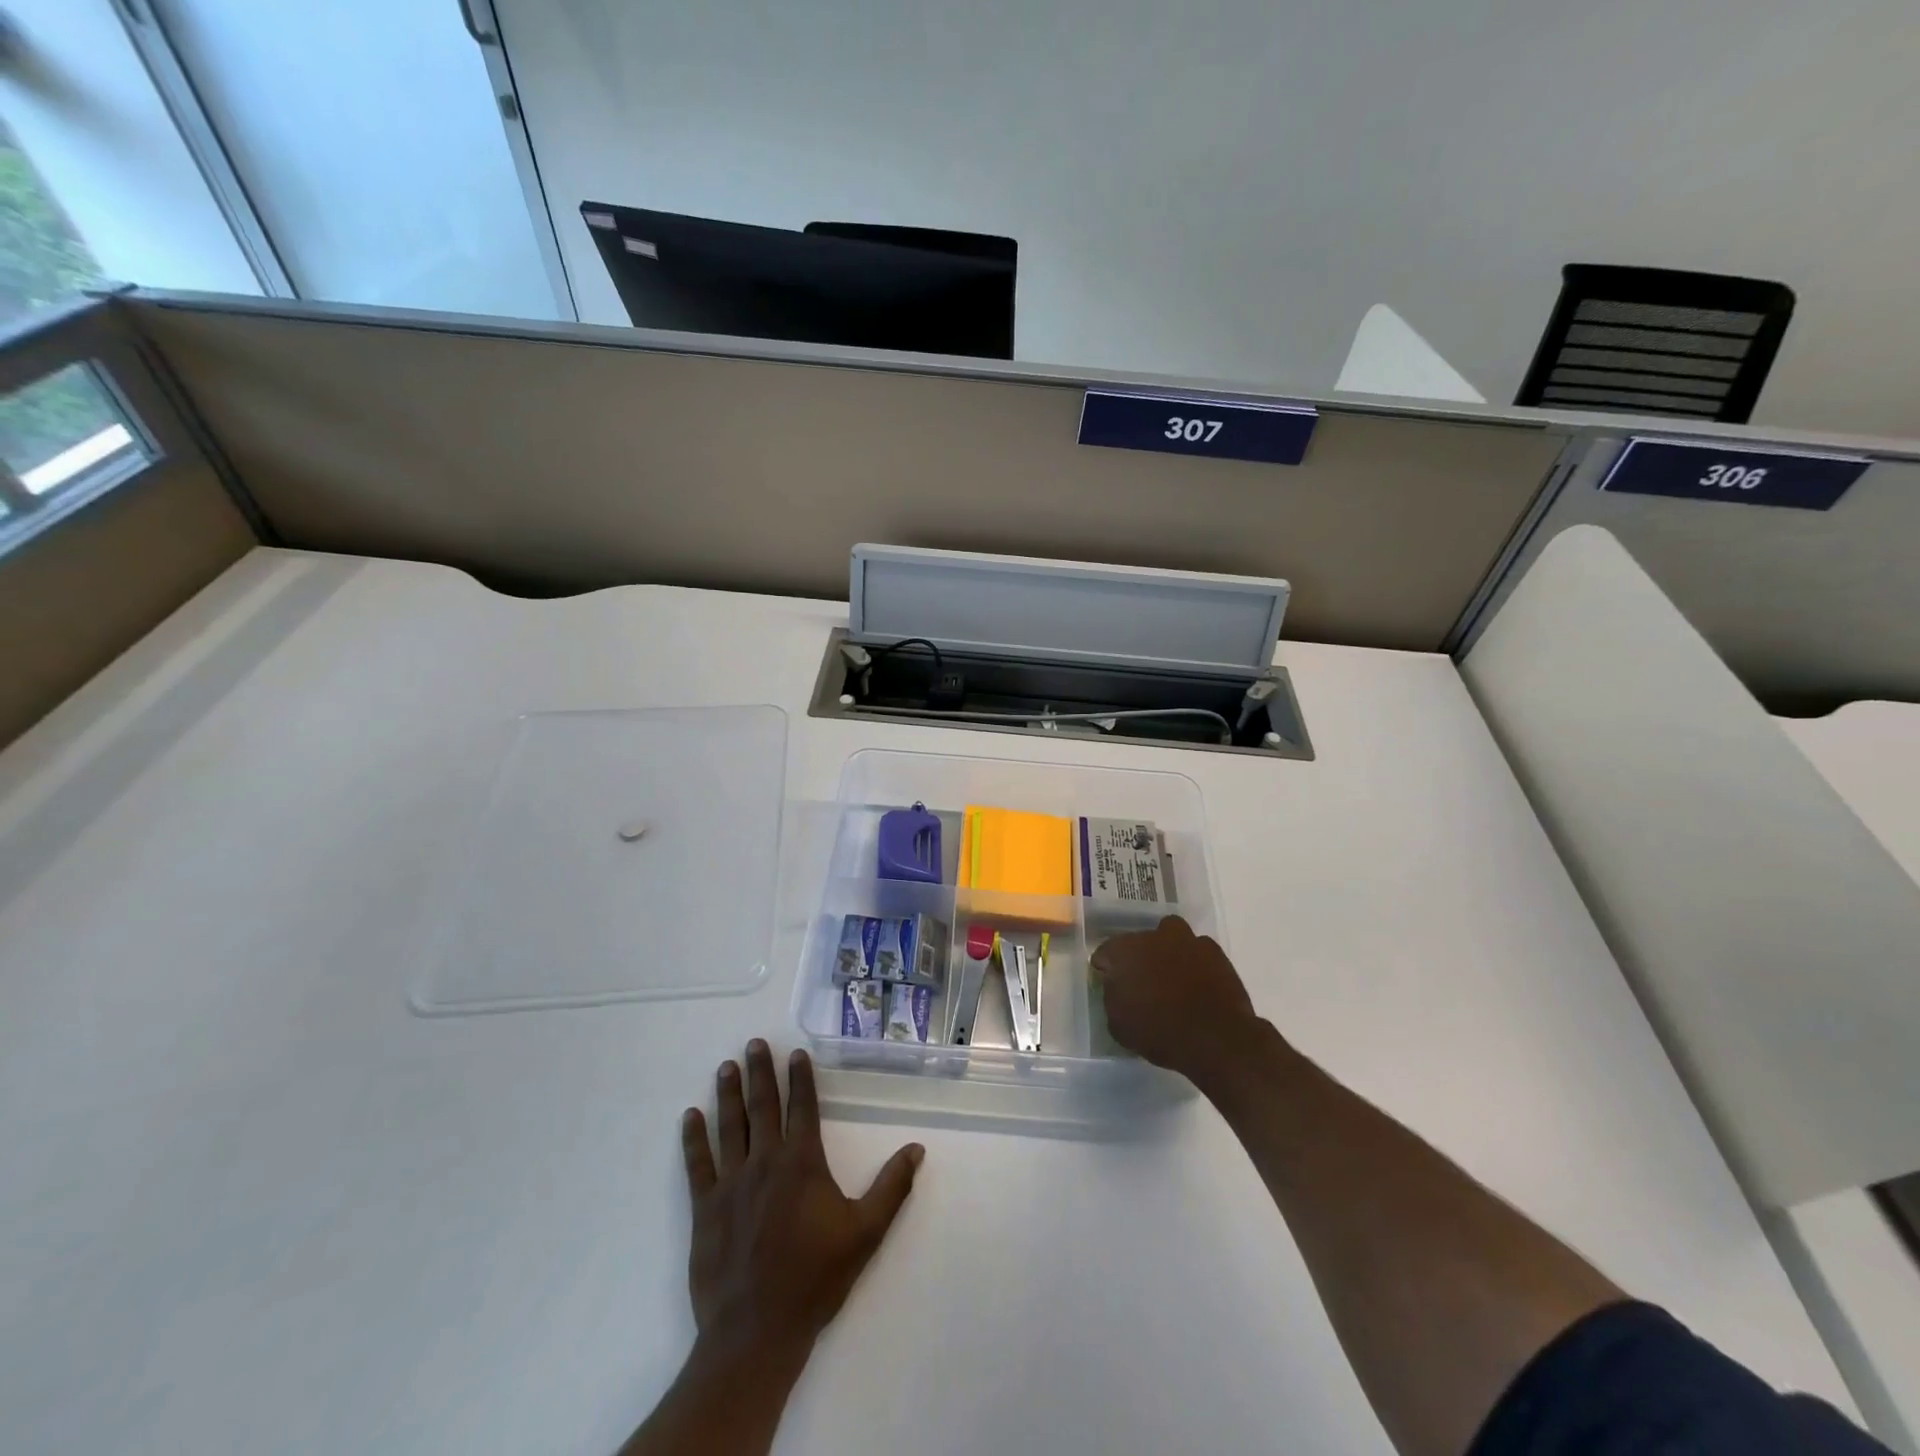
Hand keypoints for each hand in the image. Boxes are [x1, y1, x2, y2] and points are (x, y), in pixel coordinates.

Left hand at [680, 1040, 923, 1365]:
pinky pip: (698, 1163)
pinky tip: (690, 1116)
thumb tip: (916, 1149)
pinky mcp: (705, 1207)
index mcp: (802, 1163)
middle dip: (760, 1072)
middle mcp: (766, 1162)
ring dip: (729, 1094)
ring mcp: (731, 1183)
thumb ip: (892, 1188)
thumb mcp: (865, 1233)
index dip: (800, 1078)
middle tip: (753, 1044)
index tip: (795, 1053)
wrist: (756, 1330)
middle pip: (763, 1107)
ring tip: (726, 1067)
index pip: (802, 1108)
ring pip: (730, 1127)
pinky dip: (694, 1138)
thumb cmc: (814, 1278)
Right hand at [1090, 915, 1261, 1077]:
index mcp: (1124, 951)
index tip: (1111, 986)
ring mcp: (1186, 940)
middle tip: (1143, 983)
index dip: (1106, 970)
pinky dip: (1195, 962)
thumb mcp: (1118, 1025)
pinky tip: (1198, 983)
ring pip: (1170, 936)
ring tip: (1172, 977)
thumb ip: (1112, 997)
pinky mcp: (1214, 952)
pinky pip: (1198, 950)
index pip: (1105, 953)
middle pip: (1139, 941)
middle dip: (1138, 958)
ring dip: (1168, 951)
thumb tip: (1116, 986)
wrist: (1215, 1039)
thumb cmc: (1159, 1033)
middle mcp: (1153, 936)